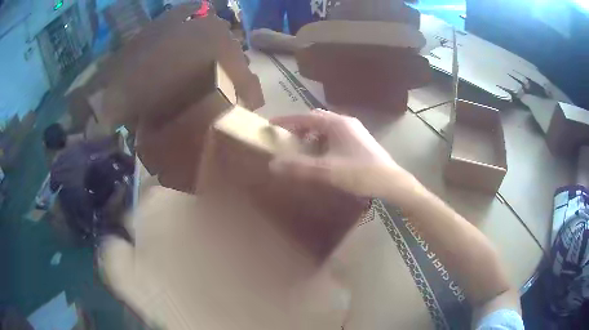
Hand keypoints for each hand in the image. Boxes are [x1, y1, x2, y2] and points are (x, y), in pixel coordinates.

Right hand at [270, 110, 420, 202]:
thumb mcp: (327, 171)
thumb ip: (299, 167)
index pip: (305, 117)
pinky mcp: (360, 141)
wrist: (391, 182)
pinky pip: (335, 136)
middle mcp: (345, 122)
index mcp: (336, 123)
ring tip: (303, 149)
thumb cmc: (360, 173)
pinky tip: (323, 156)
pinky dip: (324, 142)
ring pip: (327, 128)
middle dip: (300, 127)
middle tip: (287, 139)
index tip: (272, 124)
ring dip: (312, 135)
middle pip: (316, 119)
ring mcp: (355, 131)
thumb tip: (273, 164)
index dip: (287, 120)